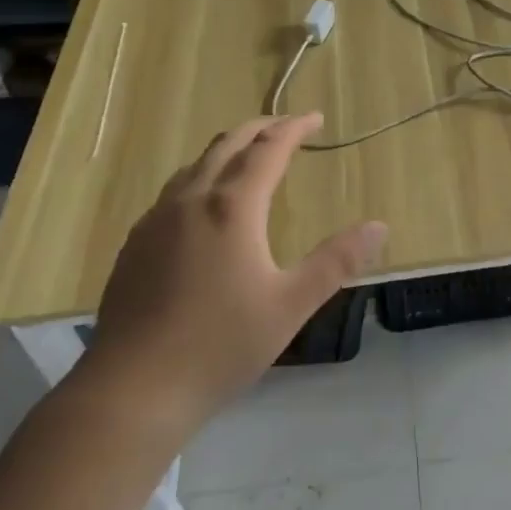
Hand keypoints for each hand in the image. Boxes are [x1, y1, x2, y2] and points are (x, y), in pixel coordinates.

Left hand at [82, 113, 386, 430]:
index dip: (294, 128)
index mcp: (231, 207)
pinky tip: (204, 207)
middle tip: (286, 127)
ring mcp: (156, 221)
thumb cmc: (219, 346)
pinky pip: (174, 191)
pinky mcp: (135, 244)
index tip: (314, 118)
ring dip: (228, 150)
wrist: (131, 391)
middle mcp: (190, 201)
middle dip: (260, 128)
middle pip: (227, 145)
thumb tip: (379, 226)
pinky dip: (201, 177)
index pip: (268, 149)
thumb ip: (336, 261)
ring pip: (195, 165)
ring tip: (249, 157)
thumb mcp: (290, 305)